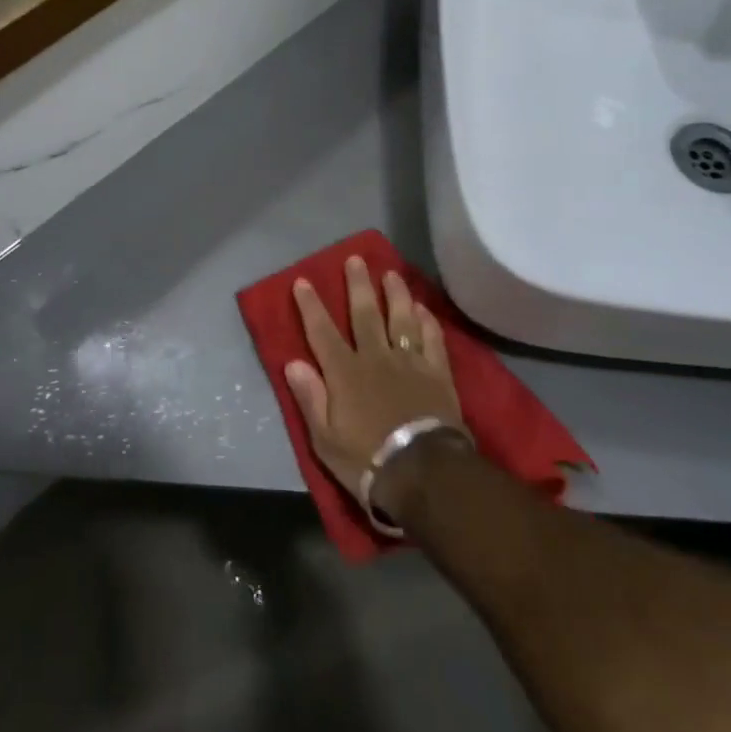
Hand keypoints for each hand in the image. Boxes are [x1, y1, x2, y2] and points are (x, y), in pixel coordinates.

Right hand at [284, 255, 469, 520]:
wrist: (422, 472)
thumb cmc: (366, 459)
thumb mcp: (325, 438)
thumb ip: (310, 397)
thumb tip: (293, 362)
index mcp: (344, 373)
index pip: (322, 332)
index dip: (311, 306)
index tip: (303, 281)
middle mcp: (376, 358)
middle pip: (365, 314)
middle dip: (358, 285)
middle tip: (356, 259)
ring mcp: (410, 363)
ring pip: (402, 319)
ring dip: (396, 294)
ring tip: (391, 273)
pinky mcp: (437, 374)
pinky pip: (432, 339)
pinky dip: (427, 321)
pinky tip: (423, 308)